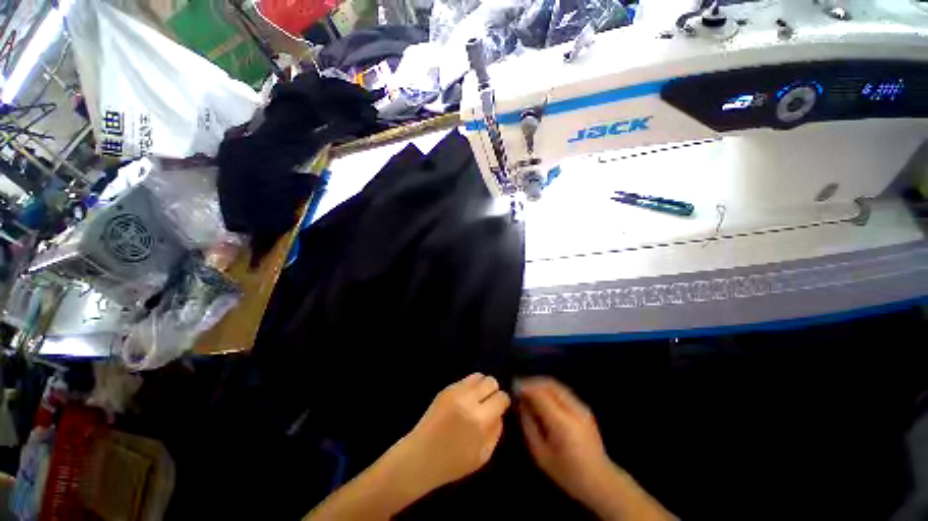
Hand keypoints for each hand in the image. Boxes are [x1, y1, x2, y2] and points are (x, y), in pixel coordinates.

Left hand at [399, 373, 510, 492]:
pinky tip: (464, 400)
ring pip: (478, 376)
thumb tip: (499, 414)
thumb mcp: (483, 456)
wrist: (421, 457)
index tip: (500, 408)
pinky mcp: (445, 389)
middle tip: (488, 403)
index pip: (501, 398)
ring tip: (477, 399)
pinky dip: (469, 387)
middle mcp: (469, 401)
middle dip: (493, 391)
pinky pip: (464, 380)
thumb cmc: (453, 463)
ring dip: (481, 386)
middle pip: (491, 381)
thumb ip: (495, 432)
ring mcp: (455, 392)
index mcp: (480, 420)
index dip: (503, 402)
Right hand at [517, 377, 611, 503]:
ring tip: (529, 391)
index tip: (513, 387)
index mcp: (562, 423)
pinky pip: (563, 392)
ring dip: (541, 384)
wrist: (601, 481)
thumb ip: (529, 426)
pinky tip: (542, 398)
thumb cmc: (567, 473)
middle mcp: (573, 409)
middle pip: (550, 384)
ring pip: (557, 385)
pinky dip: (549, 390)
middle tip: (520, 387)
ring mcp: (581, 407)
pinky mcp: (584, 409)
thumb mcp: (541, 455)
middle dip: (533, 382)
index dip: (525, 387)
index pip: (540, 394)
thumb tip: (521, 404)